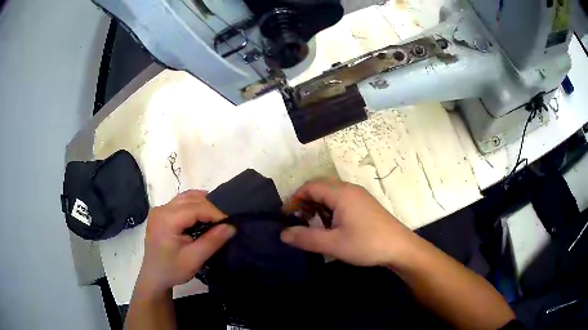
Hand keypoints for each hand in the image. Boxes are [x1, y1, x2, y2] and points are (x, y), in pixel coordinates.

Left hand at [136, 190, 235, 294]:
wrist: (154, 277)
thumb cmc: (173, 270)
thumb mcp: (194, 259)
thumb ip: (212, 241)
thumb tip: (231, 226)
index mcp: (166, 219)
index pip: (195, 207)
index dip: (215, 212)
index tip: (230, 222)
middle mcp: (161, 209)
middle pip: (190, 200)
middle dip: (210, 208)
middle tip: (225, 221)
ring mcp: (159, 210)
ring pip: (186, 198)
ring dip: (202, 204)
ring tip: (216, 217)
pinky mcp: (161, 213)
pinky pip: (180, 202)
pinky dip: (194, 205)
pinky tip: (203, 213)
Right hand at [281, 179, 415, 266]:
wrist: (400, 247)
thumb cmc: (366, 244)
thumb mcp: (333, 244)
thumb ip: (306, 238)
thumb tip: (283, 234)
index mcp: (341, 194)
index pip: (310, 186)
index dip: (295, 199)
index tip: (286, 216)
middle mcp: (350, 189)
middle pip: (320, 188)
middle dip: (306, 202)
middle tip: (298, 221)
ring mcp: (359, 196)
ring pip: (331, 194)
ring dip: (318, 207)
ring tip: (313, 225)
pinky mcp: (365, 204)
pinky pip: (341, 200)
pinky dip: (330, 209)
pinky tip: (332, 226)